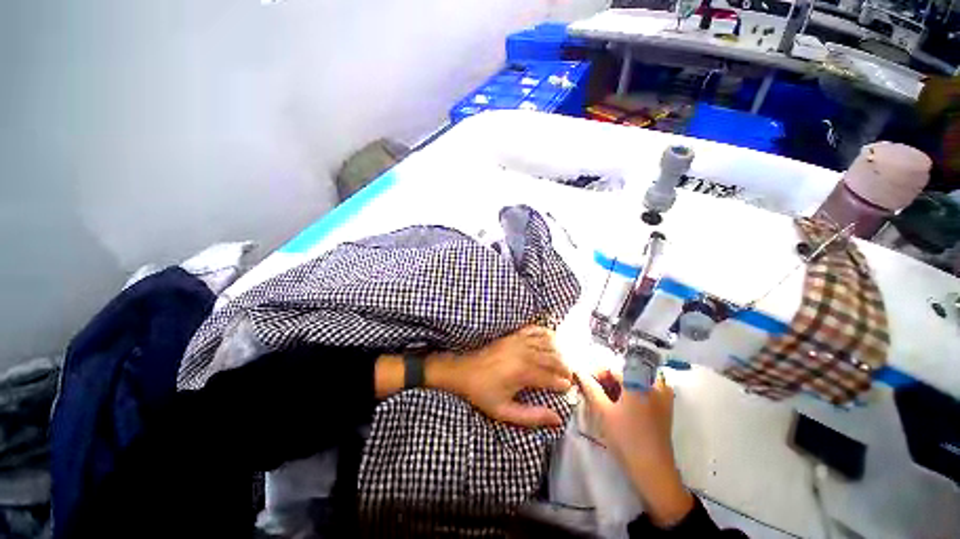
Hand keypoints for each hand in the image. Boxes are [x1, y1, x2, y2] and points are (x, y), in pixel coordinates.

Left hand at [428, 326, 572, 427]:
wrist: (463, 372)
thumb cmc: (483, 393)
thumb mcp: (504, 412)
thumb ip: (531, 417)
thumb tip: (557, 420)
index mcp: (523, 373)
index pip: (552, 378)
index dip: (563, 383)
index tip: (569, 388)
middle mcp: (524, 353)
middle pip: (553, 358)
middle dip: (565, 367)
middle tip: (570, 375)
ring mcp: (518, 341)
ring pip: (547, 343)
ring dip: (559, 351)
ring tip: (563, 361)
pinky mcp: (512, 335)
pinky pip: (534, 329)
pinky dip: (545, 332)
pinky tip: (551, 339)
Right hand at [578, 371, 693, 527]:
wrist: (654, 471)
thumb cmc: (626, 438)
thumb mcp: (603, 411)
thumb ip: (590, 387)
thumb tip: (578, 371)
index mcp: (639, 382)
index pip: (612, 369)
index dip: (597, 374)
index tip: (586, 384)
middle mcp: (653, 384)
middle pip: (625, 372)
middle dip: (608, 380)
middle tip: (595, 393)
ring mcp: (663, 395)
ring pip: (635, 381)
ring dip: (620, 386)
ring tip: (607, 400)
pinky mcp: (666, 407)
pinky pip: (646, 390)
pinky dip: (632, 393)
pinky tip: (622, 406)